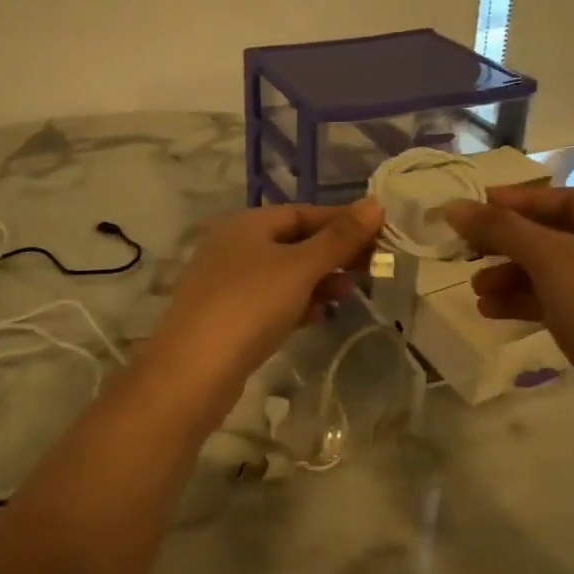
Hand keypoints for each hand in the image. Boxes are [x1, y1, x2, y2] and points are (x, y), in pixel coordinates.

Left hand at [145, 199, 384, 408]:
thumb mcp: (300, 267)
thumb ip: (339, 238)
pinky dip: (296, 303)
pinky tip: (318, 315)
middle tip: (371, 267)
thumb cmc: (250, 305)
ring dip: (318, 280)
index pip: (302, 212)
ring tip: (348, 292)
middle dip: (332, 253)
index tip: (379, 234)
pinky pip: (270, 302)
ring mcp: (227, 284)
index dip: (342, 221)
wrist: (195, 370)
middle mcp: (233, 247)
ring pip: (283, 274)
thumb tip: (375, 204)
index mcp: (246, 224)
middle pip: (293, 242)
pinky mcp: (228, 318)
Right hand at [444, 185, 573, 431]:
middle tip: (466, 251)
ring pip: (551, 274)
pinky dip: (523, 303)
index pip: (561, 199)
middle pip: (553, 237)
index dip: (515, 201)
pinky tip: (491, 312)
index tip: (473, 209)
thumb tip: (453, 206)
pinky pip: (555, 304)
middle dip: (508, 244)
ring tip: (476, 290)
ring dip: (510, 277)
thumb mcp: (548, 258)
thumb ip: (499, 228)